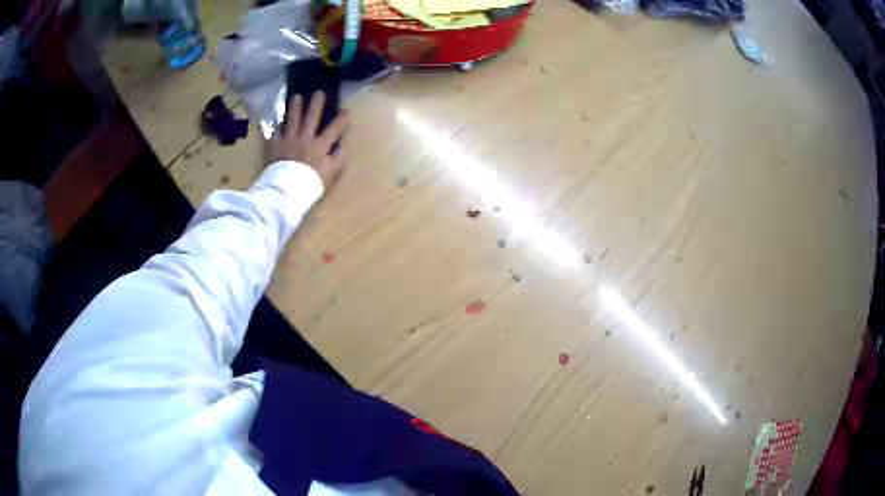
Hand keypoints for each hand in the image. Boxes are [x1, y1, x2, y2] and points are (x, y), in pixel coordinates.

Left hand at [271, 92, 348, 189]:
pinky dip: (276, 127)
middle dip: (316, 104)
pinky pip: (275, 134)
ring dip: (295, 108)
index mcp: (321, 145)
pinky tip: (276, 122)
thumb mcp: (331, 174)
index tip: (346, 111)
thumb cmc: (311, 183)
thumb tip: (344, 148)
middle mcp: (305, 138)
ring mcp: (289, 141)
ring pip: (292, 120)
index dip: (341, 120)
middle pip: (312, 118)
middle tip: (319, 93)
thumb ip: (339, 160)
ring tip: (296, 97)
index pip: (334, 129)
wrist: (286, 190)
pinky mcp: (276, 146)